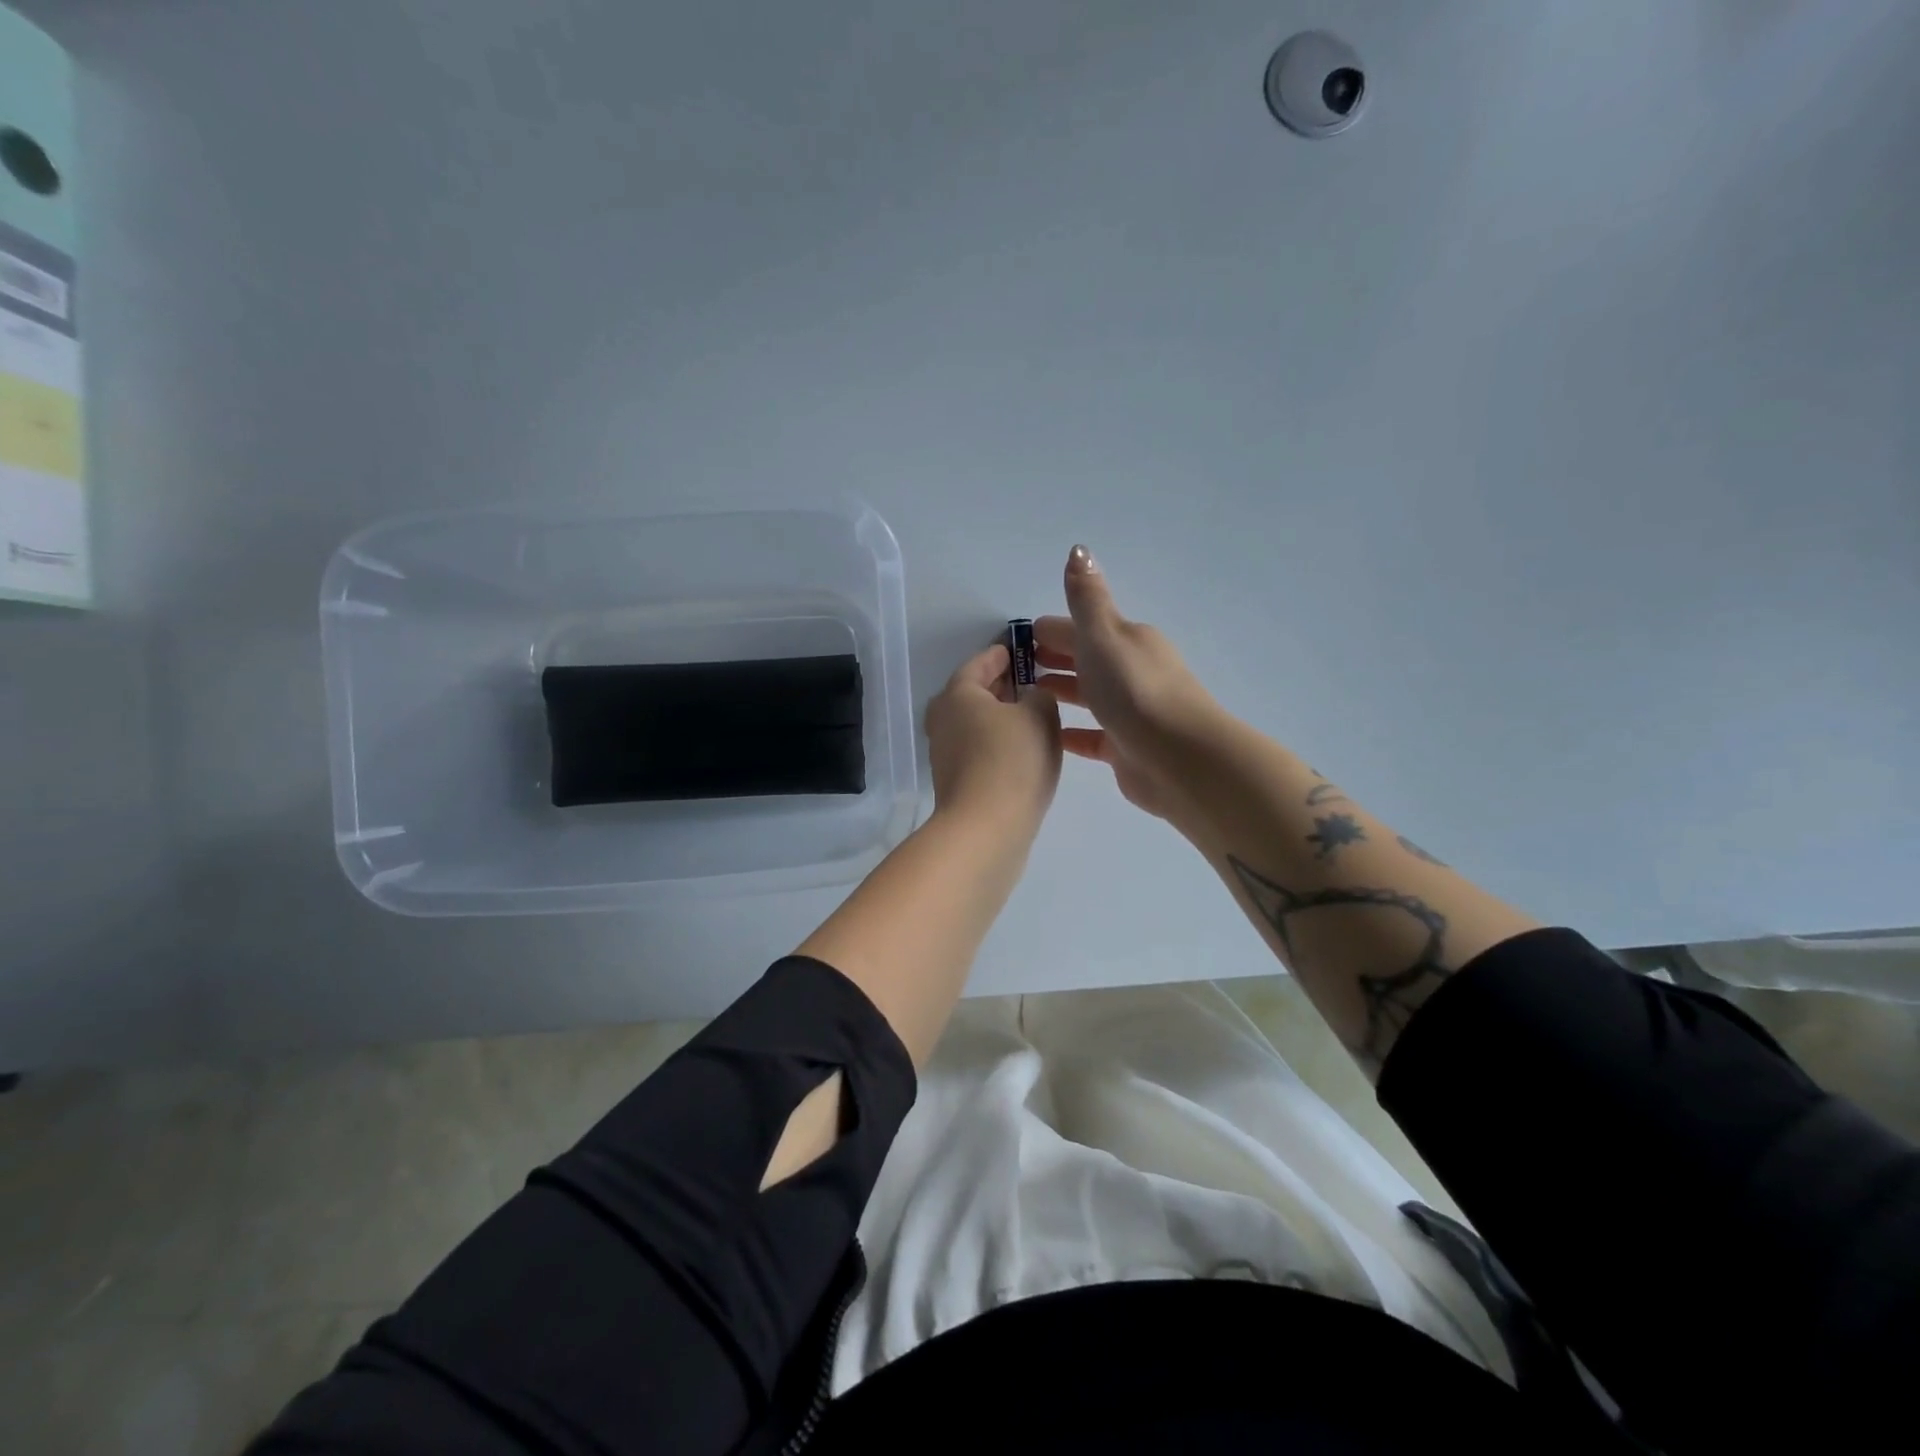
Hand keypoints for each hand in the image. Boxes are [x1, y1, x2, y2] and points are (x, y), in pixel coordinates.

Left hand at [925, 642, 1062, 835]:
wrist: (986, 829)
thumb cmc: (1012, 760)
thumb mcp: (1040, 715)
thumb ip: (1039, 695)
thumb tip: (1030, 698)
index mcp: (957, 693)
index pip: (981, 661)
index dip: (1004, 653)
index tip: (1022, 648)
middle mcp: (943, 719)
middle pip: (975, 693)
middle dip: (1003, 685)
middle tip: (1033, 679)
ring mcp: (946, 753)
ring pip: (977, 723)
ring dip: (1002, 716)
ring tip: (1034, 715)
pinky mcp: (956, 781)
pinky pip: (981, 749)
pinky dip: (999, 742)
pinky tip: (1024, 750)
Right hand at [1033, 545, 1223, 820]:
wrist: (1177, 756)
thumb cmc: (1134, 688)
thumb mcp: (1104, 634)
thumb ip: (1086, 598)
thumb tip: (1078, 549)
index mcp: (1127, 640)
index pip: (1081, 628)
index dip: (1051, 630)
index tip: (1020, 637)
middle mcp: (1131, 671)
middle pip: (1086, 660)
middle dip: (1055, 658)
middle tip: (1017, 667)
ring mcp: (1129, 711)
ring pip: (1089, 696)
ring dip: (1062, 692)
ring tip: (1025, 698)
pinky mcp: (1124, 747)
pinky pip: (1090, 735)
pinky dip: (1070, 731)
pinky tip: (1047, 734)